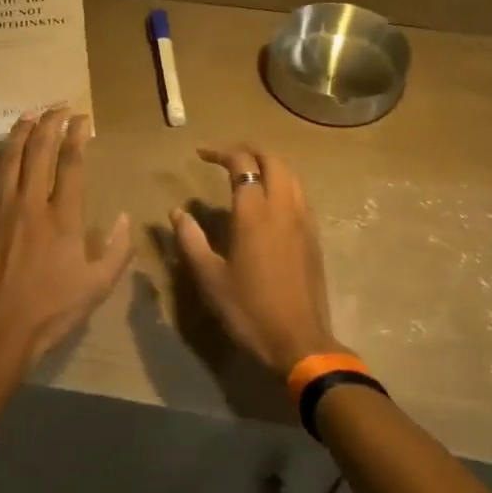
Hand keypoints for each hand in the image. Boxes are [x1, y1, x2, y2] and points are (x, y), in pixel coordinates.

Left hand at [0, 108, 133, 366]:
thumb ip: (117, 250)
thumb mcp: (97, 286)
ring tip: (29, 115)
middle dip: (50, 123)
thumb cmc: (51, 310)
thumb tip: (126, 218)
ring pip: (9, 159)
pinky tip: (0, 154)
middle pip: (39, 151)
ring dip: (21, 133)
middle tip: (59, 107)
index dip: (77, 136)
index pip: (71, 164)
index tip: (83, 119)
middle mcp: (31, 205)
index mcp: (63, 218)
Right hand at [171, 146, 347, 376]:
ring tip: (247, 176)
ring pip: (291, 176)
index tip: (200, 155)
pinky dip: (282, 186)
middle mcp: (283, 209)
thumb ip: (191, 240)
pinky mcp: (314, 238)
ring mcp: (304, 222)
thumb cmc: (248, 310)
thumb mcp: (209, 277)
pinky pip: (300, 196)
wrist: (298, 341)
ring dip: (269, 166)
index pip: (242, 165)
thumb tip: (177, 213)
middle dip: (249, 151)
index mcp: (255, 214)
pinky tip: (267, 205)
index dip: (221, 153)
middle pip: (273, 161)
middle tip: (225, 158)